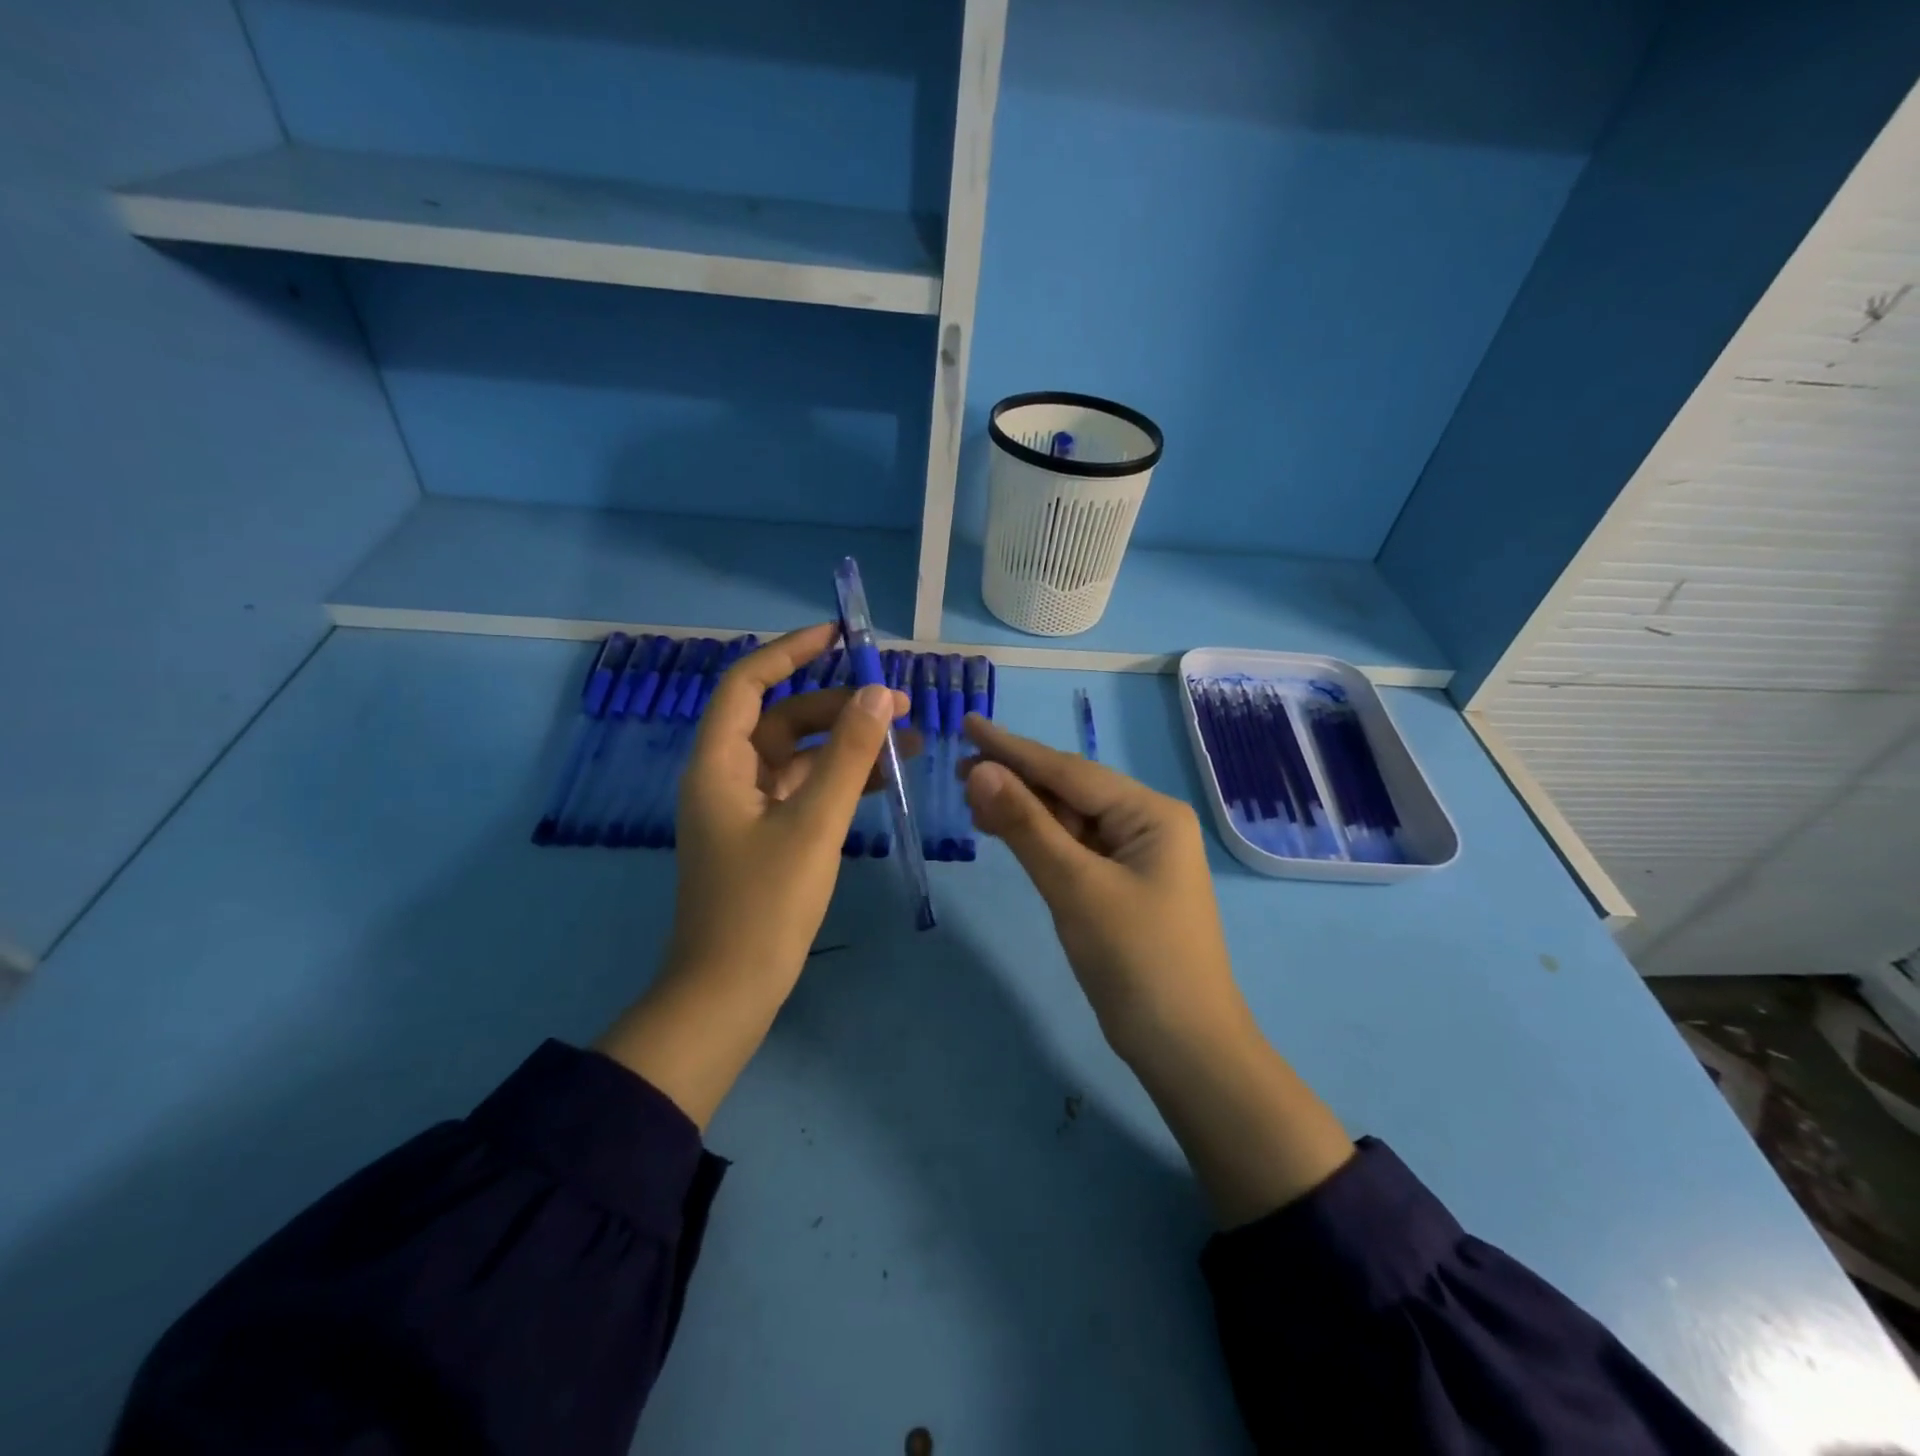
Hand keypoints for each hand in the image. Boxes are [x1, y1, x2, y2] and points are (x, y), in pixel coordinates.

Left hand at [597, 624, 910, 1127]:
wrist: (729, 993)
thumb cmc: (764, 905)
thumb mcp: (814, 824)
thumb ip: (848, 757)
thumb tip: (880, 695)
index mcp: (719, 763)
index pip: (748, 683)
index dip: (790, 651)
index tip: (839, 635)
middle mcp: (728, 776)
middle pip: (783, 718)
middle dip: (840, 705)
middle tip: (898, 704)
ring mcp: (747, 808)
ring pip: (800, 756)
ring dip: (848, 744)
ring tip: (909, 740)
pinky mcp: (766, 835)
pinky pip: (806, 790)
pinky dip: (841, 779)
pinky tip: (884, 778)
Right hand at [959, 716, 1352, 1225]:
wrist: (1184, 1046)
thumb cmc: (1136, 961)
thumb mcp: (1075, 887)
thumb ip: (1027, 825)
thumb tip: (979, 770)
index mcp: (1150, 813)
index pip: (1070, 770)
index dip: (1014, 748)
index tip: (969, 723)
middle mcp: (1147, 823)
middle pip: (1070, 789)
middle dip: (1016, 778)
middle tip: (958, 768)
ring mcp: (1135, 856)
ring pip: (1069, 819)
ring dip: (1024, 808)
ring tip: (971, 796)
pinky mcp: (1121, 884)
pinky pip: (1074, 847)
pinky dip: (1039, 838)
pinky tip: (1005, 830)